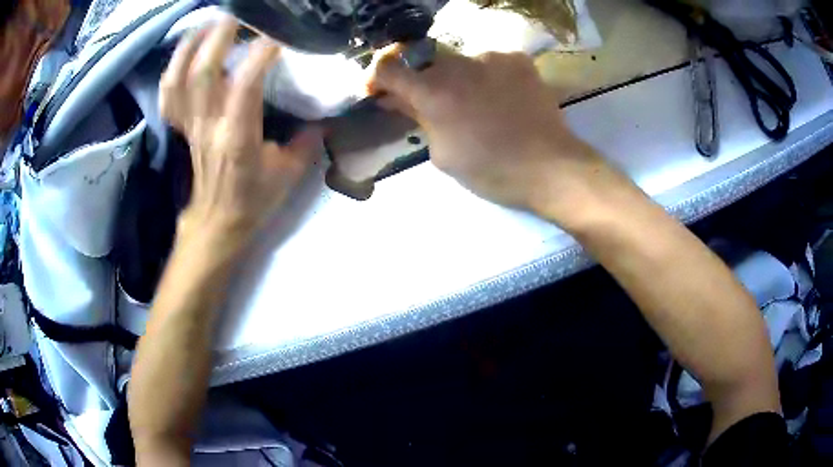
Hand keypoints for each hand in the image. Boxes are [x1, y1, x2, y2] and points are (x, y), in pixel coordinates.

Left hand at [160, 17, 321, 247]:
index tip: (279, 33)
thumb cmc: (253, 200)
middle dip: (220, 36)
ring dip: (191, 46)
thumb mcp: (290, 174)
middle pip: (203, 73)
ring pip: (179, 79)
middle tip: (239, 13)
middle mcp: (209, 126)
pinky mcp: (182, 127)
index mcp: (238, 138)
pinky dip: (173, 68)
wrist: (217, 222)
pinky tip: (187, 51)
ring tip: (209, 23)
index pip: (245, 86)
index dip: (260, 53)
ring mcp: (191, 125)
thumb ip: (309, 140)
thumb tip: (325, 116)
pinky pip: (169, 94)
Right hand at [369, 48, 624, 225]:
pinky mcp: (517, 59)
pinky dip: (488, 78)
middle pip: (425, 64)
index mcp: (432, 92)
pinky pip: (490, 63)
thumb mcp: (442, 154)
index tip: (380, 88)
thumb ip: (417, 119)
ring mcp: (491, 57)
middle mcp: (457, 64)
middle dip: (423, 83)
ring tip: (480, 107)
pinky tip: (502, 99)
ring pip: (460, 63)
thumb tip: (397, 99)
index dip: (377, 75)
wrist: (551, 166)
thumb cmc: (492, 170)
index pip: (388, 66)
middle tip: (437, 106)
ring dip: (459, 81)